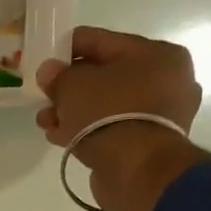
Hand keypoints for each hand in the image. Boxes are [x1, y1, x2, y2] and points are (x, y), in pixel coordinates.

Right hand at [36, 27, 208, 210]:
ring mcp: (161, 114)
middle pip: (105, 75)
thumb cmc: (109, 113)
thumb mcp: (73, 85)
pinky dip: (88, 129)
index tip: (44, 58)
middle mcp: (167, 79)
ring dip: (75, 111)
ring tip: (46, 121)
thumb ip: (58, 75)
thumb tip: (49, 71)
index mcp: (157, 53)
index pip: (102, 41)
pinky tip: (61, 136)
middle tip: (45, 95)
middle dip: (71, 86)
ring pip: (106, 104)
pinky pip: (112, 127)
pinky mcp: (149, 142)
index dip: (68, 48)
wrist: (136, 170)